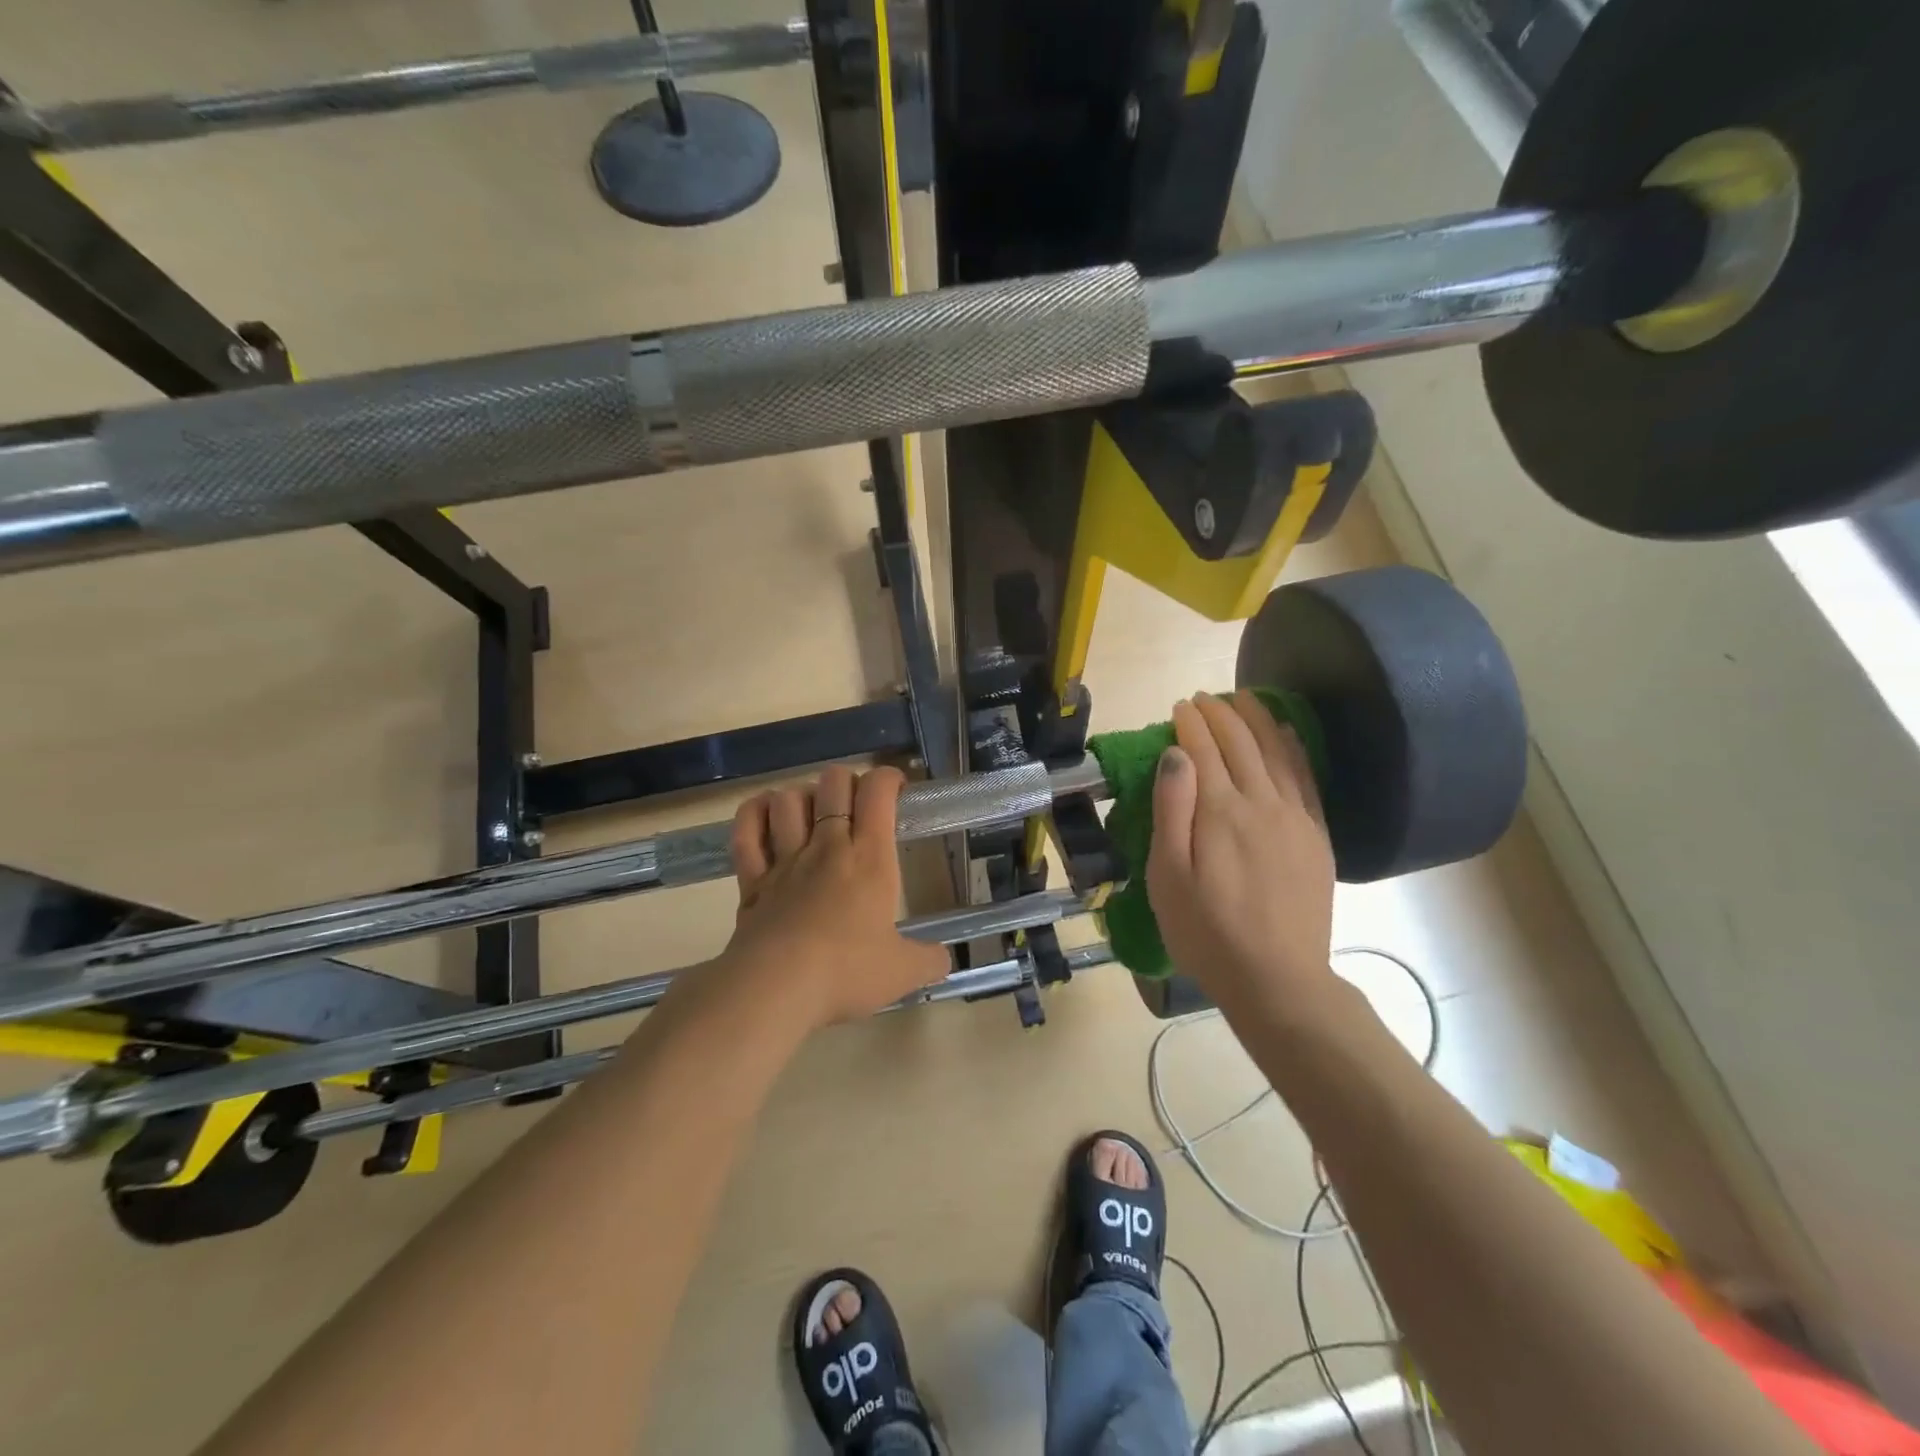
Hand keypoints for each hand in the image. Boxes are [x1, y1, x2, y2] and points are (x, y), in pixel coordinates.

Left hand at [719, 764, 948, 1029]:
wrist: (776, 990)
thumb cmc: (846, 973)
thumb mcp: (903, 972)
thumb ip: (929, 960)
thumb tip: (944, 960)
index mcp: (869, 857)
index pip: (878, 790)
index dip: (889, 778)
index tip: (898, 791)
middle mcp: (827, 845)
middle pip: (833, 782)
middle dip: (848, 781)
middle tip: (858, 805)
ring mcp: (785, 859)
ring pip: (788, 799)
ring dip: (802, 796)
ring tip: (813, 813)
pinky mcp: (752, 879)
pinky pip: (747, 830)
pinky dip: (754, 812)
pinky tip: (766, 813)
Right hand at [1146, 692, 1338, 1021]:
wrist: (1277, 979)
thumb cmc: (1206, 932)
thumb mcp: (1168, 877)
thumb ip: (1171, 810)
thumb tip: (1177, 754)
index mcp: (1219, 811)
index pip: (1204, 749)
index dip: (1190, 723)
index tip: (1179, 706)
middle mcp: (1261, 803)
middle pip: (1242, 743)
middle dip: (1221, 713)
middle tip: (1204, 697)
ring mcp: (1295, 817)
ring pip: (1277, 751)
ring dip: (1258, 719)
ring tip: (1244, 699)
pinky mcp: (1317, 836)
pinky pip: (1306, 777)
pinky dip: (1294, 747)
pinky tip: (1287, 732)